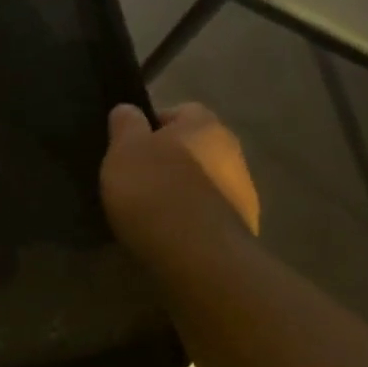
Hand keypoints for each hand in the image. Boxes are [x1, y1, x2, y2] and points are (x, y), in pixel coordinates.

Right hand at [101, 102, 259, 260]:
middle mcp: (232, 152)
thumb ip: (126, 124)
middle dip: (169, 159)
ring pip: (203, 181)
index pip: (181, 111)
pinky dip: (191, 219)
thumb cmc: (155, 191)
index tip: (129, 147)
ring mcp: (243, 193)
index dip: (152, 125)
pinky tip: (168, 234)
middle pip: (195, 147)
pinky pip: (208, 214)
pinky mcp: (242, 228)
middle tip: (136, 178)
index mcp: (205, 125)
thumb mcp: (124, 150)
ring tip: (149, 212)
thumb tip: (129, 109)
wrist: (198, 257)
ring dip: (181, 191)